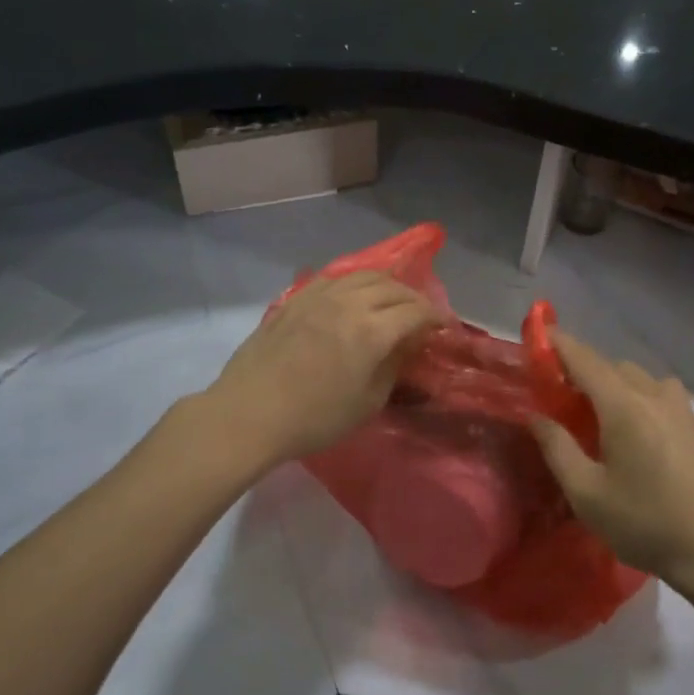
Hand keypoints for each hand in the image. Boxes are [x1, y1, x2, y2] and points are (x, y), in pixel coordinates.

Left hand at [205, 272, 439, 469]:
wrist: (249, 414)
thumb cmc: (314, 419)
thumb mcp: (368, 402)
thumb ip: (393, 366)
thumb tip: (407, 344)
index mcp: (372, 331)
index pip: (416, 311)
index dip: (436, 317)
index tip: (444, 327)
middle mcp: (349, 303)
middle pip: (393, 287)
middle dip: (414, 299)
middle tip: (421, 315)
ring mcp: (319, 296)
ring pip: (364, 275)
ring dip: (386, 285)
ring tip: (391, 300)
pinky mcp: (296, 299)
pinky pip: (335, 278)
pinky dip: (355, 282)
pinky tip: (354, 295)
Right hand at [529, 331, 693, 596]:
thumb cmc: (645, 523)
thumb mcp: (587, 494)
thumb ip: (557, 449)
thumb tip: (536, 416)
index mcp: (624, 406)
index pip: (585, 360)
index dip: (559, 344)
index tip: (539, 334)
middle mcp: (653, 395)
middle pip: (612, 366)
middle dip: (583, 369)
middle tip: (559, 394)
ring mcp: (679, 409)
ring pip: (639, 377)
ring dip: (613, 382)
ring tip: (597, 412)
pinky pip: (659, 393)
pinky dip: (638, 395)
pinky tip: (634, 428)